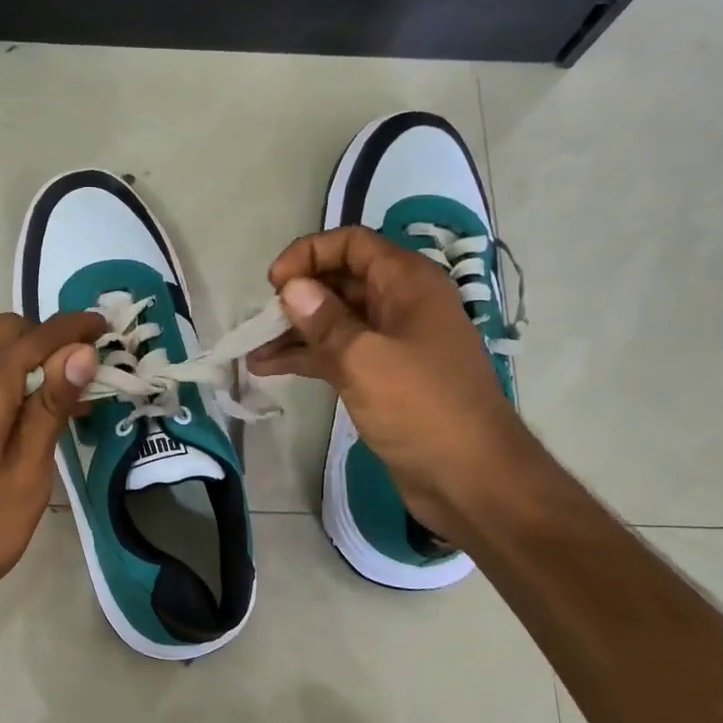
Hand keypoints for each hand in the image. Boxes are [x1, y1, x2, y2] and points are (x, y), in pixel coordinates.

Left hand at [0, 311, 102, 627]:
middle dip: (46, 338)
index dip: (73, 327)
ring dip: (23, 359)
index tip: (104, 325)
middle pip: (5, 333)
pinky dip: (0, 380)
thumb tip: (80, 351)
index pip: (36, 336)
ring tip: (61, 397)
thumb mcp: (27, 473)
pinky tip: (20, 416)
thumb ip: (51, 407)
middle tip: (84, 369)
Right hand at [250, 226, 532, 531]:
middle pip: (341, 280)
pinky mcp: (384, 377)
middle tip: (260, 320)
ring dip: (295, 330)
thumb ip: (325, 319)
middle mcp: (401, 304)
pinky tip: (268, 368)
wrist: (471, 478)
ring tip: (252, 348)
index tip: (274, 283)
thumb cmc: (423, 408)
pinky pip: (339, 353)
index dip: (309, 254)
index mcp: (408, 284)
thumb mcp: (366, 359)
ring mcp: (393, 342)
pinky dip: (306, 357)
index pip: (353, 244)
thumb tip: (292, 288)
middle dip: (297, 294)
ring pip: (336, 320)